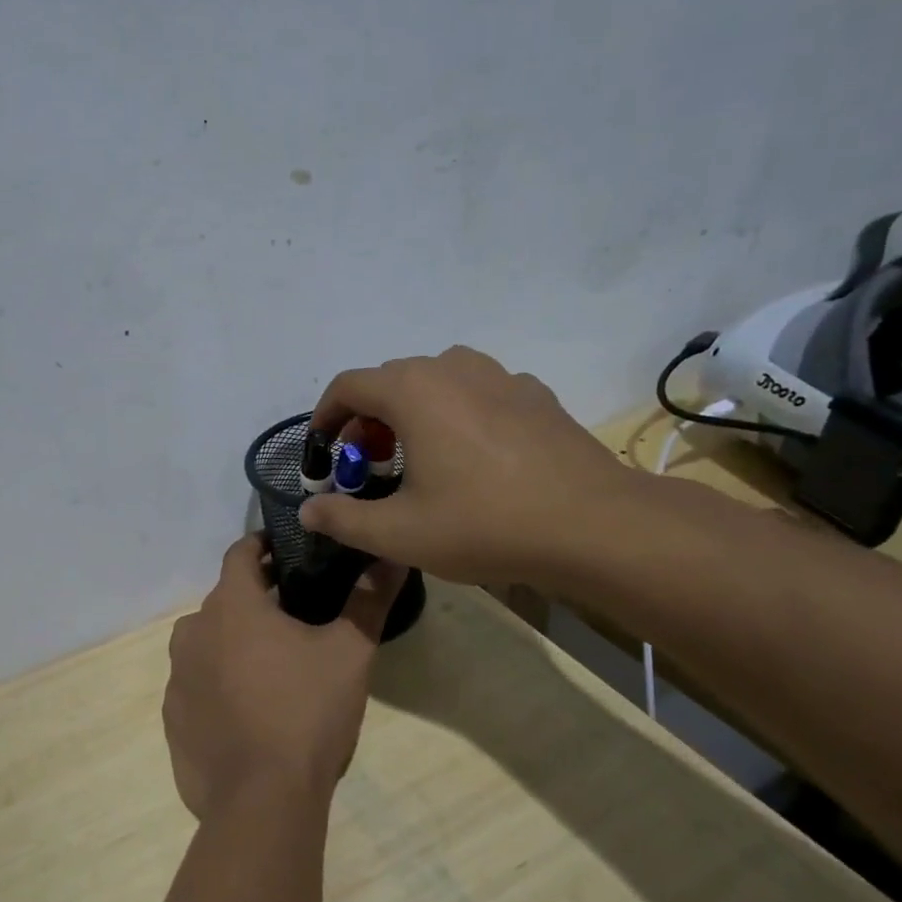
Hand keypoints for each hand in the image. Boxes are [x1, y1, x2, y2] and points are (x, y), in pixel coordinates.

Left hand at [164, 534, 406, 820]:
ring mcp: (177, 677)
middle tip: (295, 613)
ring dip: (234, 642)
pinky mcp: (172, 718)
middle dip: (256, 599)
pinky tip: (248, 710)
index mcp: (231, 606)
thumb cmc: (307, 713)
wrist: (262, 803)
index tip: (288, 551)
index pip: (240, 553)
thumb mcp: (350, 653)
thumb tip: (392, 556)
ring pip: (207, 643)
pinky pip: (197, 685)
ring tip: (272, 664)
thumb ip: (368, 600)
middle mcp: (193, 632)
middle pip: (224, 600)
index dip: (264, 546)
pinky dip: (218, 684)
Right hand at [300, 345, 642, 586]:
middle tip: (369, 468)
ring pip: (435, 382)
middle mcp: (452, 368)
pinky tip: (473, 457)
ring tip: (418, 457)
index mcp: (412, 390)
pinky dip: (458, 414)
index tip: (322, 452)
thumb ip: (343, 519)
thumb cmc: (485, 524)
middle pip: (390, 382)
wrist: (593, 525)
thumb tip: (308, 510)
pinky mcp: (534, 394)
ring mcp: (499, 376)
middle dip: (367, 422)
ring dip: (412, 413)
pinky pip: (478, 392)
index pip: (348, 386)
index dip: (324, 417)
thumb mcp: (400, 533)